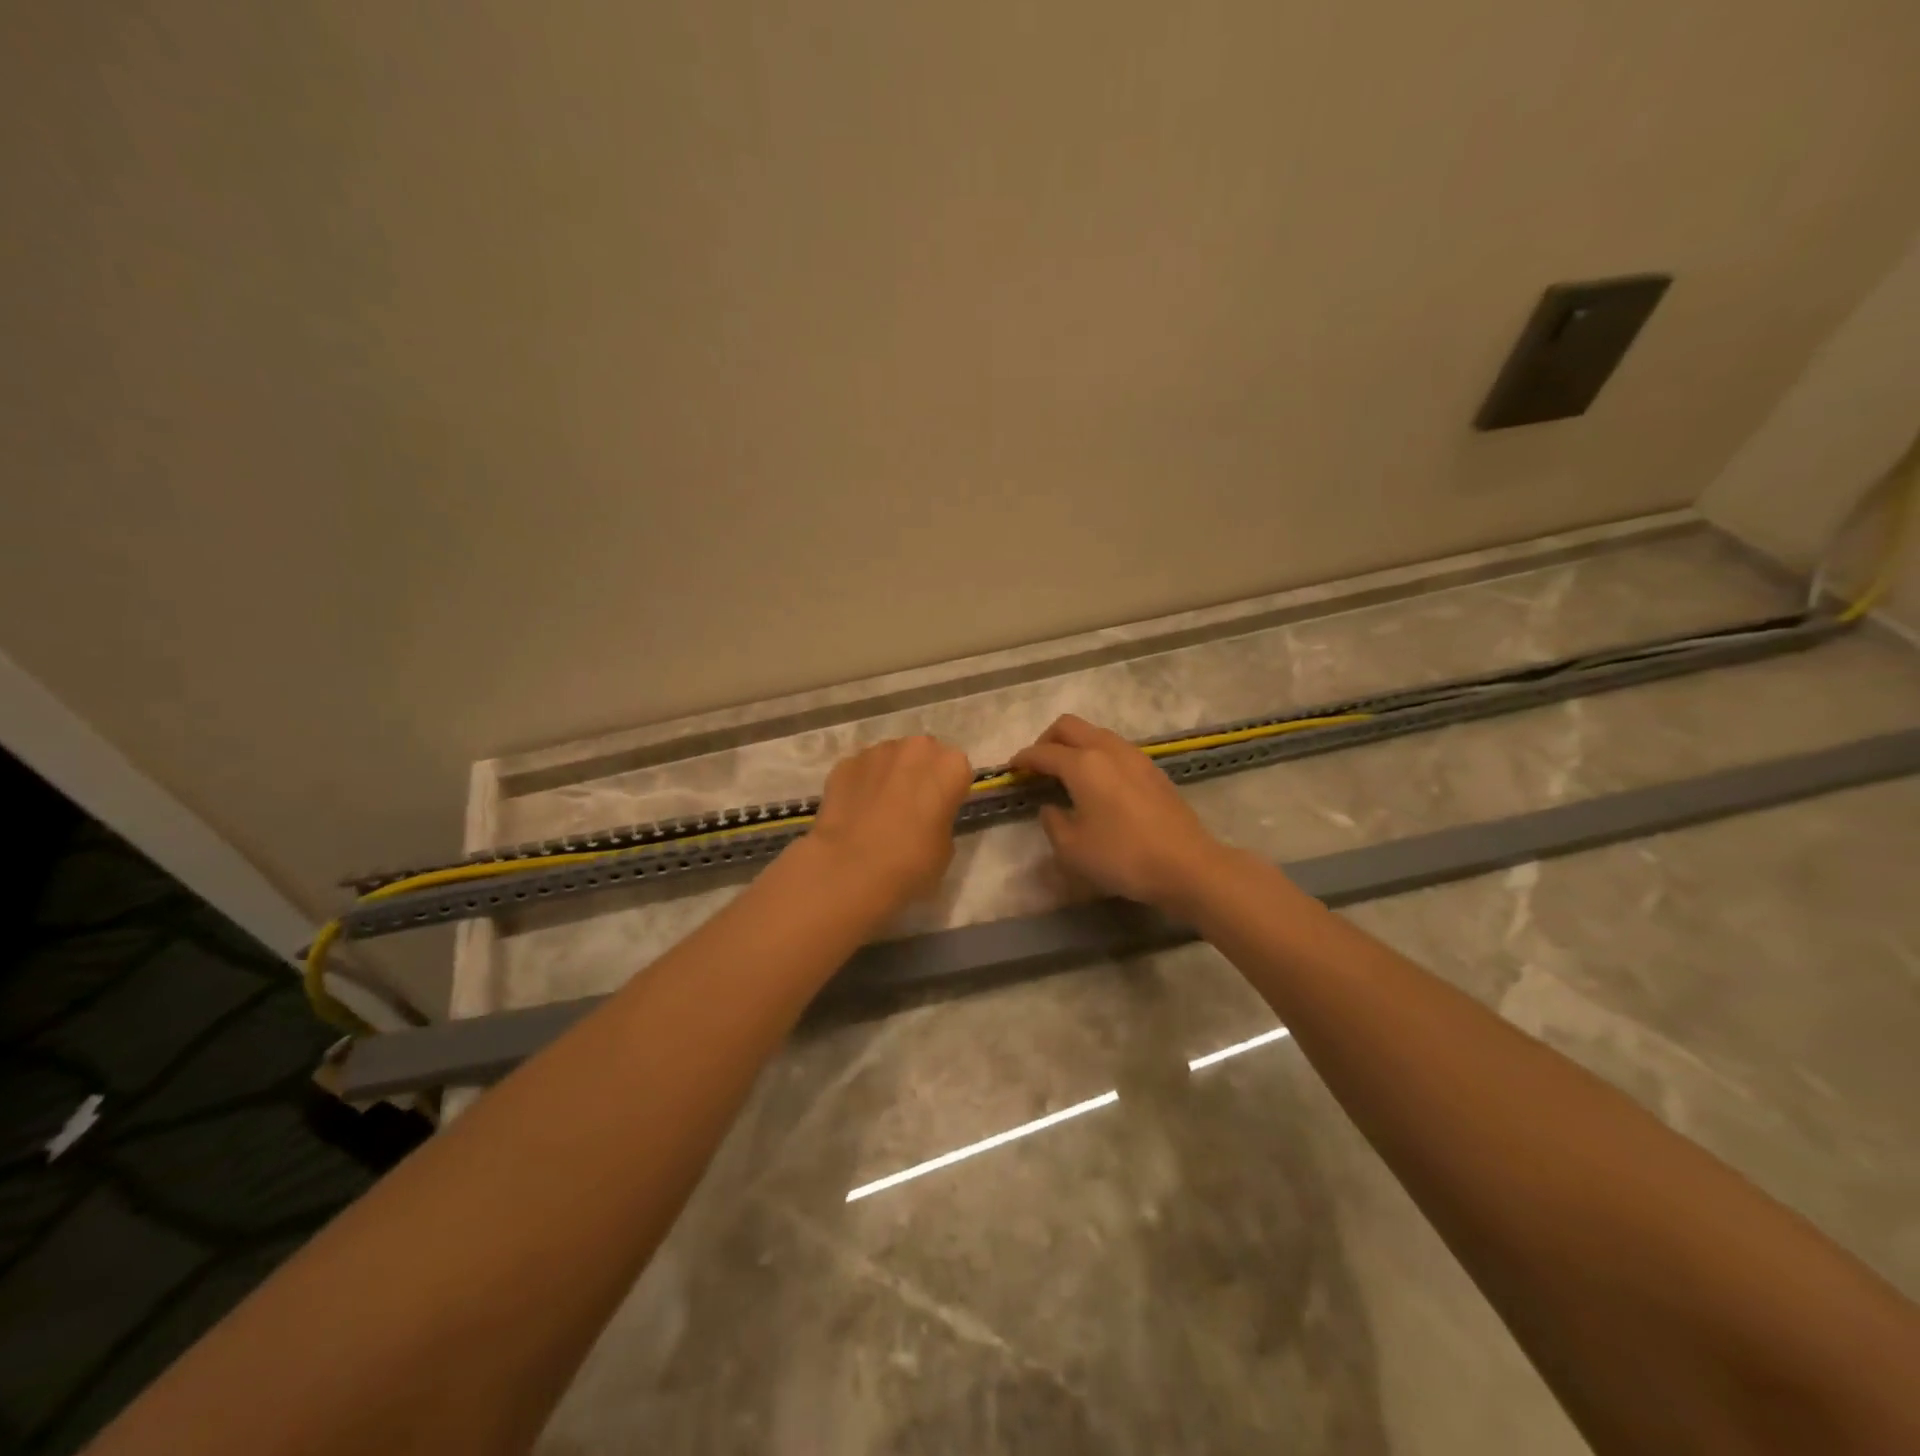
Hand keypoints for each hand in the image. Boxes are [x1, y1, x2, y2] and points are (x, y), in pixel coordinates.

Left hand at [807, 735, 973, 910]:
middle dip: (918, 774)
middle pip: (922, 755)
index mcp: (950, 766)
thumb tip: (925, 819)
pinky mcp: (845, 763)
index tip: (939, 812)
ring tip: (878, 811)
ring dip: (888, 776)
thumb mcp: (945, 848)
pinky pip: (860, 771)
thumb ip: (940, 820)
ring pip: (889, 759)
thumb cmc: (912, 862)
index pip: (957, 771)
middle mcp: (916, 748)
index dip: (947, 792)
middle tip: (910, 808)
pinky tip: (854, 814)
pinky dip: (859, 786)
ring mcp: (876, 752)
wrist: (852, 869)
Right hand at [1011, 714, 1230, 917]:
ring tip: (1066, 773)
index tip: (1011, 769)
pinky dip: (1096, 755)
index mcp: (1083, 764)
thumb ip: (1053, 822)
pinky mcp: (1152, 769)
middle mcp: (1107, 749)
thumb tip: (1051, 807)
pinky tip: (1097, 783)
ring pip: (1095, 733)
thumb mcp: (1072, 848)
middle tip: (1037, 765)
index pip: (1043, 752)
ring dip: (1074, 745)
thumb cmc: (1122, 856)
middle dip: (1046, 740)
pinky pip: (1114, 748)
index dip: (1023, 759)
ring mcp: (1134, 756)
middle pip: (1069, 726)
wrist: (1187, 864)